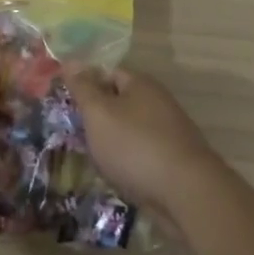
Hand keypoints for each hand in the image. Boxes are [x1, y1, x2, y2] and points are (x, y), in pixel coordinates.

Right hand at [66, 67, 224, 222]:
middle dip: (98, 118)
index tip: (67, 106)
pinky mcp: (175, 160)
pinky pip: (143, 154)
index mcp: (141, 84)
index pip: (107, 73)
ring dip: (112, 142)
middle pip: (119, 102)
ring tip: (93, 158)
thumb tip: (70, 61)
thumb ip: (83, 88)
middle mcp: (158, 102)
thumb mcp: (98, 113)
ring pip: (130, 131)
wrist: (187, 193)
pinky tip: (117, 176)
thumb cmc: (135, 146)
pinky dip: (129, 162)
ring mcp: (170, 132)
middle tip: (76, 134)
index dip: (86, 86)